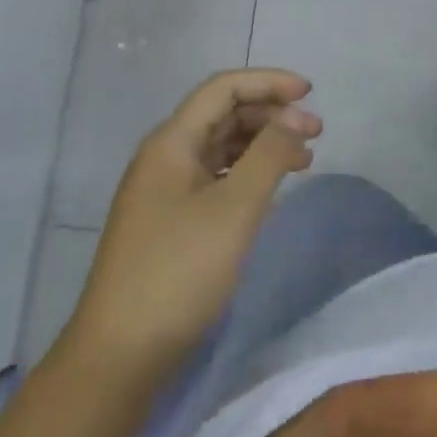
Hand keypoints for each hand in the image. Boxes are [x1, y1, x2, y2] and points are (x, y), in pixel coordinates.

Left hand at [65, 70, 320, 385]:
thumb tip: (297, 115)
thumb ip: (270, 154)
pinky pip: (215, 176)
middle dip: (271, 114)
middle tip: (316, 133)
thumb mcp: (235, 209)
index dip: (268, 82)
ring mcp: (164, 190)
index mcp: (171, 142)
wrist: (120, 354)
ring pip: (221, 146)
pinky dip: (248, 172)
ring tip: (303, 160)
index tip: (310, 93)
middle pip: (223, 114)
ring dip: (262, 143)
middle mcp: (165, 157)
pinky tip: (270, 188)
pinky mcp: (170, 220)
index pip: (223, 89)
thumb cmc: (179, 272)